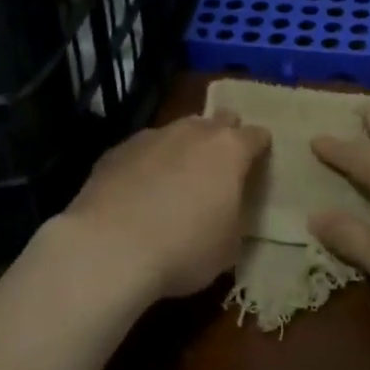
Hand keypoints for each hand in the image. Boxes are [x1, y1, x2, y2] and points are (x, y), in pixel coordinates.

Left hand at [49, 112, 270, 301]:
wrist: (109, 248)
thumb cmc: (184, 249)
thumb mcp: (229, 246)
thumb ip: (235, 217)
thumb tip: (227, 211)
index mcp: (229, 150)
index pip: (256, 135)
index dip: (260, 148)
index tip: (259, 162)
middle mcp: (193, 132)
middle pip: (218, 120)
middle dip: (224, 136)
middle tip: (221, 166)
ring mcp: (152, 136)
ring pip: (178, 131)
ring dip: (184, 148)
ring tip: (177, 180)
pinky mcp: (117, 150)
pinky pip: (143, 149)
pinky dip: (148, 163)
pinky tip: (139, 191)